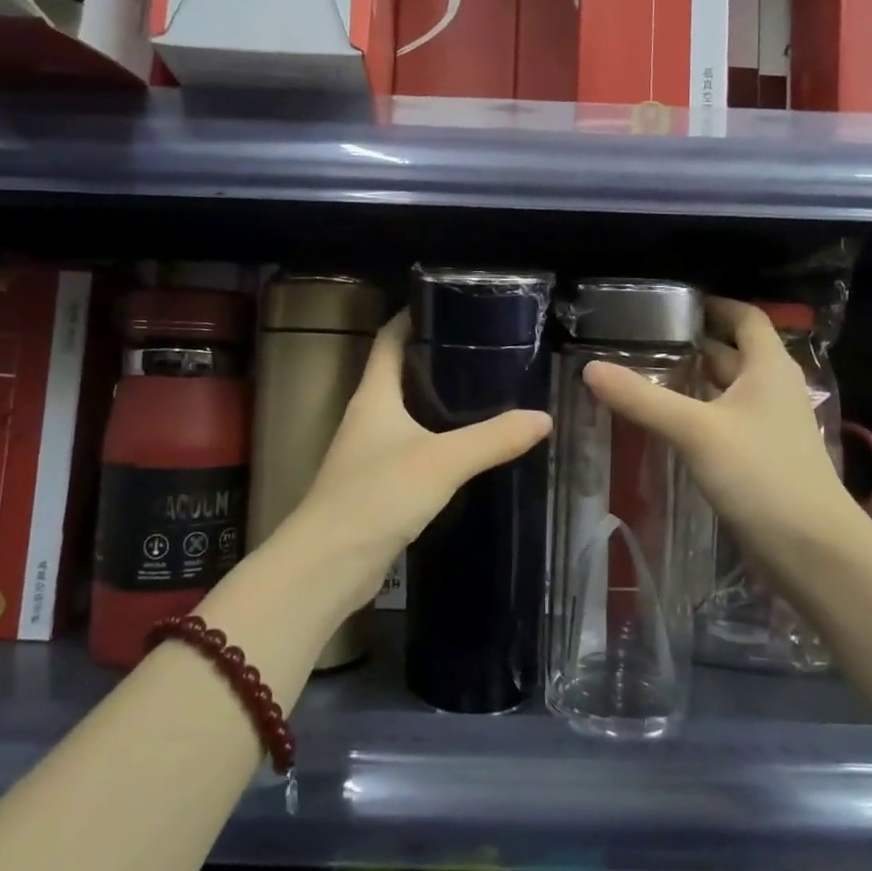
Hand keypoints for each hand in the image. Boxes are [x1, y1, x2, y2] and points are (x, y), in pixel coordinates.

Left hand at [282, 310, 550, 614]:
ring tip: (485, 393)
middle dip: (436, 360)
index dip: (412, 317)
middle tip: (485, 351)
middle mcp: (367, 417)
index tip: (449, 304)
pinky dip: (437, 442)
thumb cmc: (377, 495)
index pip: (388, 340)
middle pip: (399, 375)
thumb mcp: (442, 461)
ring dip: (438, 403)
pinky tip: (467, 450)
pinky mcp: (377, 486)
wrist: (328, 565)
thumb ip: (493, 438)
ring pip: (407, 414)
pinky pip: (412, 450)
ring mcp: (369, 453)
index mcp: (373, 396)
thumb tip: (543, 418)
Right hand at [581, 297, 857, 580]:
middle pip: (732, 353)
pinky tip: (666, 424)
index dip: (714, 306)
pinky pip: (725, 422)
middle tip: (641, 342)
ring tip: (644, 377)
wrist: (812, 550)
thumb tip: (590, 368)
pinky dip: (698, 414)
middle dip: (691, 345)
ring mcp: (769, 425)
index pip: (746, 317)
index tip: (671, 306)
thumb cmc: (761, 475)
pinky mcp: (761, 457)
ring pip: (726, 390)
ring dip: (692, 382)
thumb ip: (643, 399)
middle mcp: (772, 389)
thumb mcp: (696, 430)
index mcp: (768, 368)